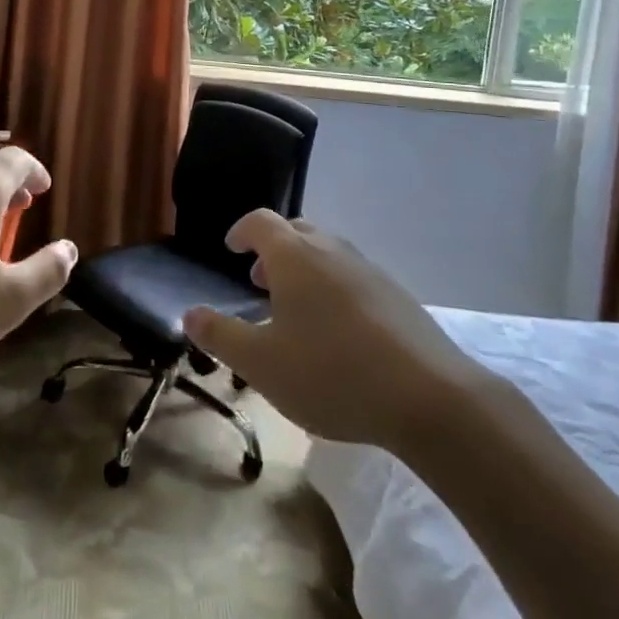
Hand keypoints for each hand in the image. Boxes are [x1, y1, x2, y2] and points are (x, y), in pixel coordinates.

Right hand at [184, 210, 489, 450]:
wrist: (428, 396)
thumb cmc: (331, 373)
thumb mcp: (262, 364)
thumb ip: (221, 336)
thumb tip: (189, 313)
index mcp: (294, 255)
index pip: (260, 221)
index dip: (241, 231)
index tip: (231, 249)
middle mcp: (331, 249)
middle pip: (296, 231)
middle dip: (274, 250)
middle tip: (260, 281)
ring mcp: (368, 269)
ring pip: (327, 253)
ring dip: (305, 270)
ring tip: (297, 310)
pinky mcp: (396, 295)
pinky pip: (353, 276)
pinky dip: (334, 288)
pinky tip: (339, 333)